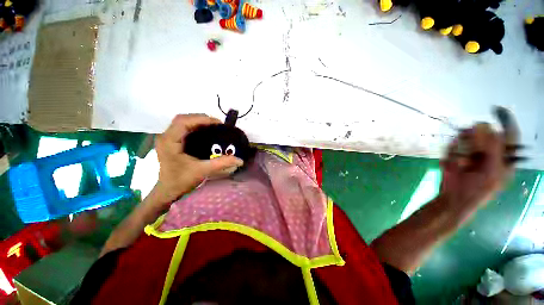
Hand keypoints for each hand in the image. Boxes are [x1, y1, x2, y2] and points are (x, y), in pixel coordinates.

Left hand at [153, 114, 243, 204]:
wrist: (167, 191)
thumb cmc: (181, 181)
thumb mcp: (202, 171)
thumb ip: (221, 163)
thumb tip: (240, 160)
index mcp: (169, 142)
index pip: (183, 122)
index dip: (201, 119)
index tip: (218, 123)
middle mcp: (166, 137)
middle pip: (183, 119)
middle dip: (201, 119)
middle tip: (218, 125)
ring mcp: (167, 138)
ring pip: (183, 122)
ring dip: (199, 122)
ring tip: (214, 127)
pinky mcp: (171, 141)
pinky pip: (184, 128)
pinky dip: (195, 127)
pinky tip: (205, 132)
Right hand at [439, 123, 512, 210]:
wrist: (452, 200)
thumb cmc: (476, 190)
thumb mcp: (491, 173)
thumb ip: (494, 151)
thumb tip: (489, 127)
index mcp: (503, 157)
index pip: (509, 135)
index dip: (505, 121)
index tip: (496, 109)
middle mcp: (488, 152)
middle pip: (485, 134)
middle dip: (476, 137)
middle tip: (470, 143)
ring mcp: (470, 154)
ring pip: (467, 138)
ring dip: (461, 146)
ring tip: (459, 160)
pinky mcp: (455, 156)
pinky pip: (452, 147)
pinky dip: (450, 152)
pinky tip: (450, 164)